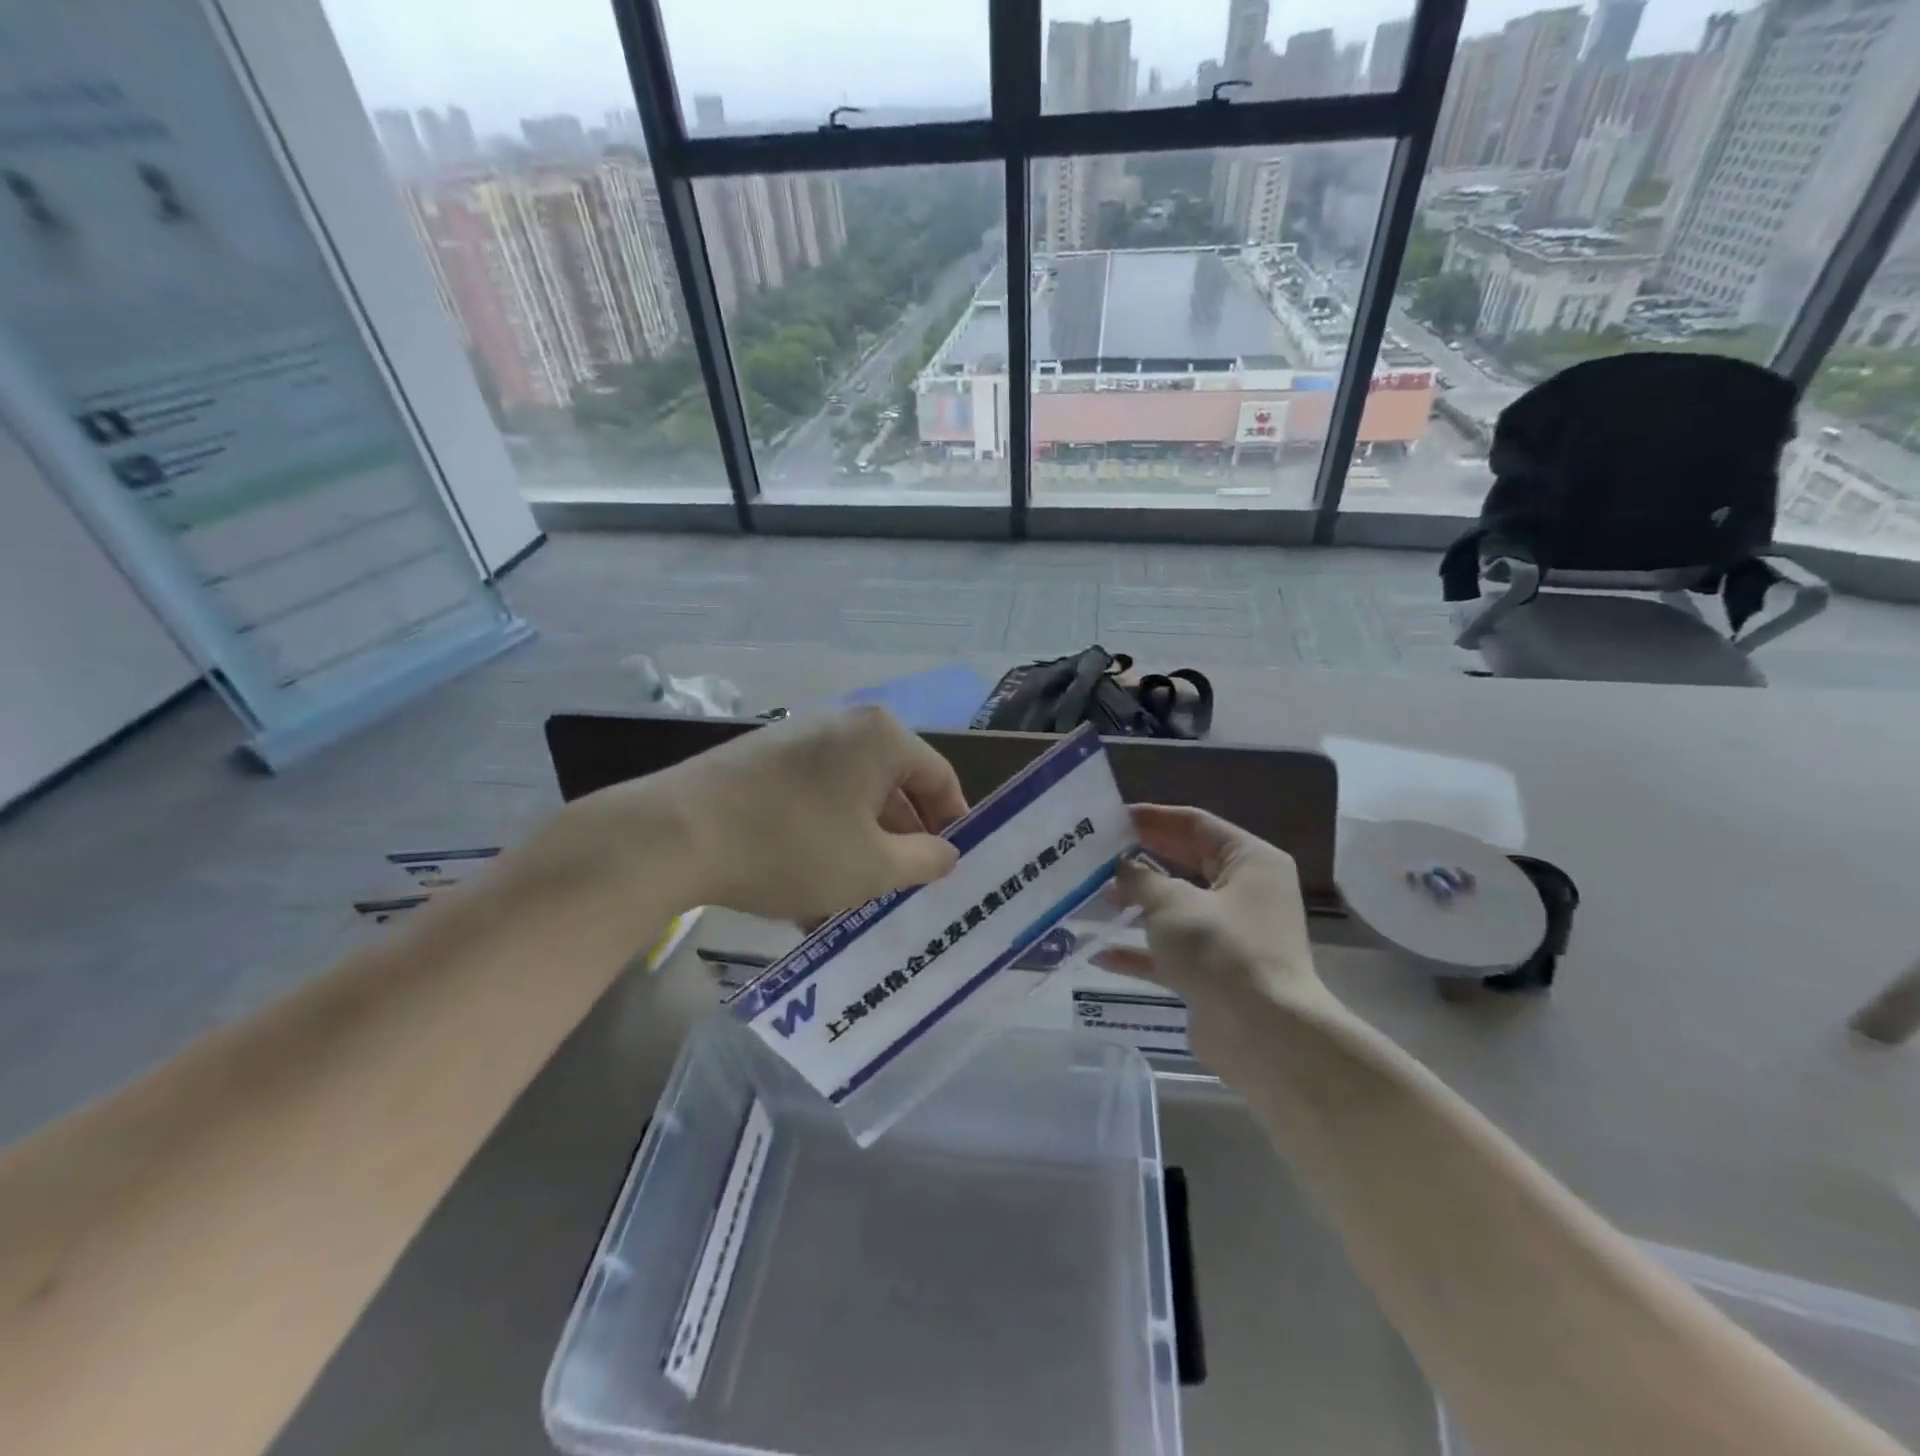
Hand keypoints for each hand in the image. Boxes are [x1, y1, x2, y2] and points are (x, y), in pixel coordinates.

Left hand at [565, 706, 968, 925]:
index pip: (940, 779)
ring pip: (850, 797)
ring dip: (860, 844)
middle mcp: (844, 725)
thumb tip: (947, 852)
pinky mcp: (761, 760)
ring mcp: (798, 739)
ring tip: (853, 896)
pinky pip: (812, 797)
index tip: (947, 869)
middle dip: (901, 840)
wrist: (675, 835)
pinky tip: (807, 884)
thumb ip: (925, 860)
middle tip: (902, 887)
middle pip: (893, 787)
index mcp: (882, 737)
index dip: (951, 825)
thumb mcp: (873, 867)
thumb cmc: (793, 846)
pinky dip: (822, 835)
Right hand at [1096, 805, 1331, 1069]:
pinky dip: (1140, 951)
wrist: (1263, 1035)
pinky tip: (1101, 953)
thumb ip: (1139, 879)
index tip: (1111, 818)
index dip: (1153, 818)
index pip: (1196, 824)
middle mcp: (1245, 893)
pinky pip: (1171, 952)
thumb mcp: (1173, 903)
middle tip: (1096, 855)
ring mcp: (1230, 936)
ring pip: (1175, 910)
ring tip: (1094, 898)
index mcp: (1250, 862)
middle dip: (1141, 861)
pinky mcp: (1214, 973)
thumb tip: (1119, 867)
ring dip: (1136, 905)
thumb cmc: (1221, 949)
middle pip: (1185, 864)